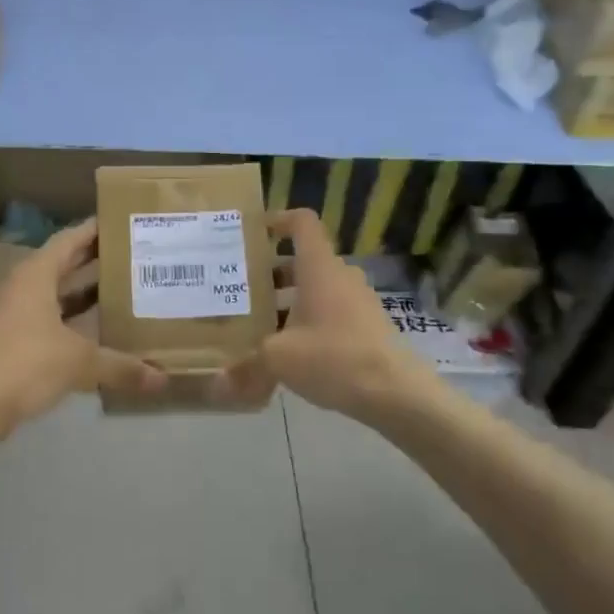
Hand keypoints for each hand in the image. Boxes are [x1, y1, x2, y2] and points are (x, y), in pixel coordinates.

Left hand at [0, 218, 166, 427]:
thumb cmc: (27, 365)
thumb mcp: (80, 363)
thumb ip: (121, 366)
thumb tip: (162, 378)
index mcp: (36, 276)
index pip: (69, 240)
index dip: (94, 230)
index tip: (122, 222)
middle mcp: (22, 286)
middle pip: (62, 263)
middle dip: (94, 258)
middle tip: (131, 253)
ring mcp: (13, 312)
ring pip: (54, 292)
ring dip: (83, 290)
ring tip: (122, 287)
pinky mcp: (11, 338)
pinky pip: (48, 316)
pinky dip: (72, 316)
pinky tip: (96, 328)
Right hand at [215, 208, 435, 421]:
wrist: (396, 392)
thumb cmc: (333, 357)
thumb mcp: (278, 359)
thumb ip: (246, 365)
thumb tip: (218, 383)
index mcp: (318, 267)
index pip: (302, 223)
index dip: (278, 220)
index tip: (253, 233)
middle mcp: (340, 275)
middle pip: (302, 260)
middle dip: (271, 273)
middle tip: (239, 289)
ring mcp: (358, 300)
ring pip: (316, 288)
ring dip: (288, 300)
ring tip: (258, 324)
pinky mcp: (367, 325)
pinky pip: (331, 311)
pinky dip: (308, 320)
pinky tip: (289, 351)